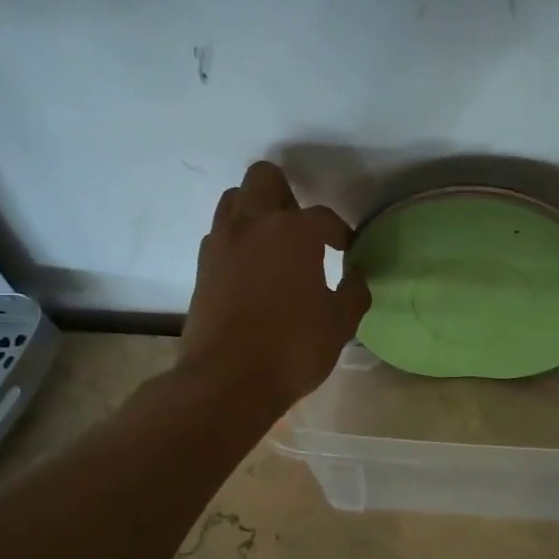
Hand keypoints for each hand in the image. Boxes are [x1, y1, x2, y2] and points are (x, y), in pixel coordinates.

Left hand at [179, 161, 370, 410]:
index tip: (346, 250)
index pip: (323, 217)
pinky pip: (220, 235)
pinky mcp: (201, 267)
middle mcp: (253, 224)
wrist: (226, 381)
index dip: (339, 232)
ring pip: (234, 200)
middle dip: (287, 194)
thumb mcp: (340, 323)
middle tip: (302, 229)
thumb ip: (354, 292)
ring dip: (256, 211)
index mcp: (293, 232)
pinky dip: (238, 241)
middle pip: (264, 178)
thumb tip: (356, 276)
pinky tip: (253, 270)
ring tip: (274, 244)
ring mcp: (221, 243)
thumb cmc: (292, 348)